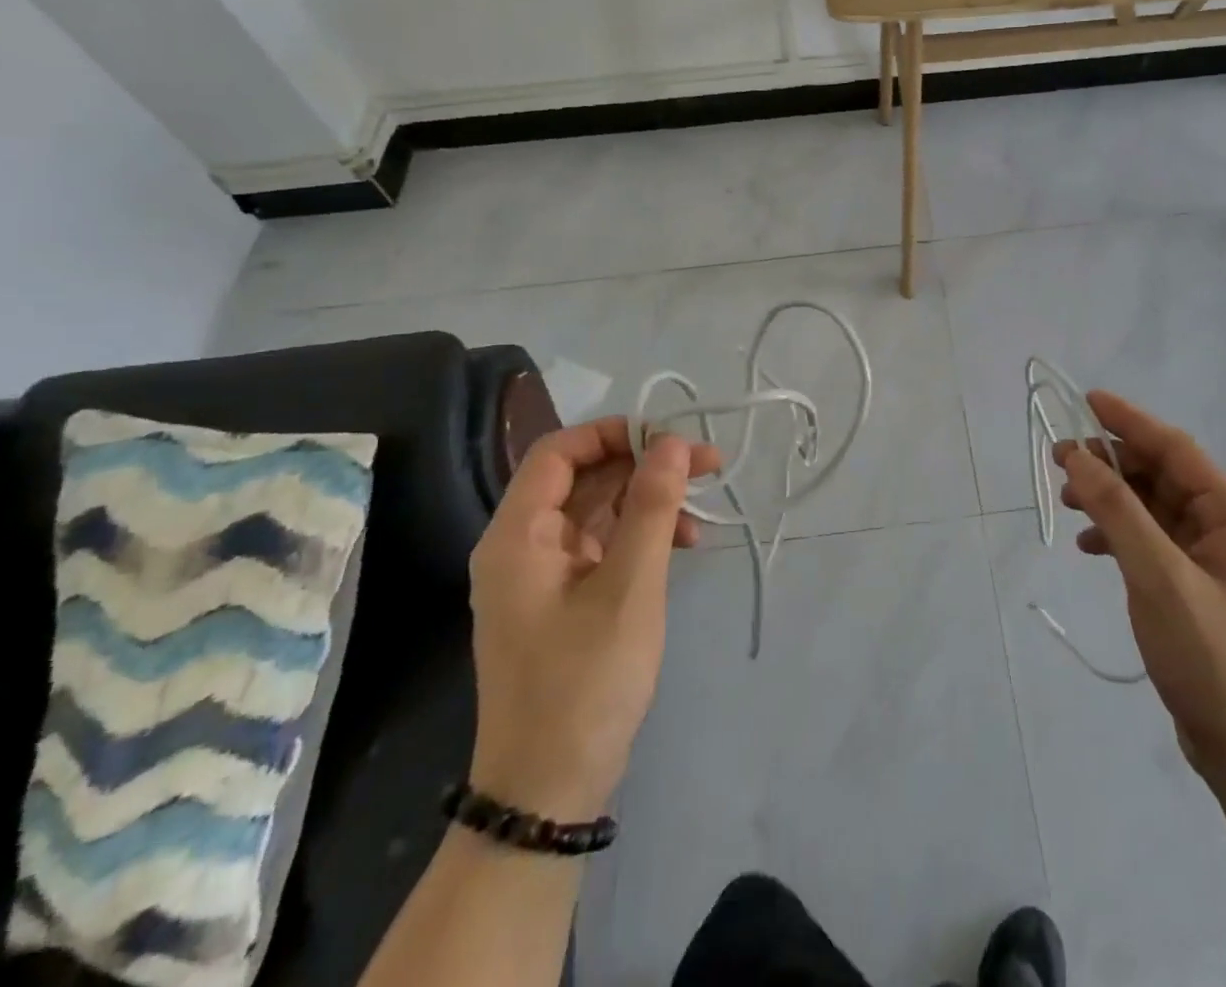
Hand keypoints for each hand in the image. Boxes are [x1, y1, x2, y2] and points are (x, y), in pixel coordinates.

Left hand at [466, 419, 719, 821]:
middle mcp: (522, 546)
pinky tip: (680, 546)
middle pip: (582, 477)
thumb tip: (674, 442)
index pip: (559, 451)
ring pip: (597, 510)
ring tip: (700, 513)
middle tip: (707, 466)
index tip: (672, 438)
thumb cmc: (585, 681)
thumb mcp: (630, 586)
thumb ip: (653, 507)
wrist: (549, 791)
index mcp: (518, 536)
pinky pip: (602, 545)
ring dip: (648, 501)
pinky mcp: (562, 600)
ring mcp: (541, 576)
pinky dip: (640, 535)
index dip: (614, 433)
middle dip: (644, 465)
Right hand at [1056, 392, 1225, 783]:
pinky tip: (1090, 546)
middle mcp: (1225, 528)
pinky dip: (1117, 535)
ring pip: (1151, 507)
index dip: (1128, 421)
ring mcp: (1209, 560)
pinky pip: (1149, 541)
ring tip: (1067, 501)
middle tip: (1059, 459)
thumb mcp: (1158, 577)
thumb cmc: (1212, 657)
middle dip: (1111, 464)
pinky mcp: (1192, 587)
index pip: (1175, 448)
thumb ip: (1117, 511)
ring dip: (1110, 499)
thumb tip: (1077, 456)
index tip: (1084, 401)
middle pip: (1160, 475)